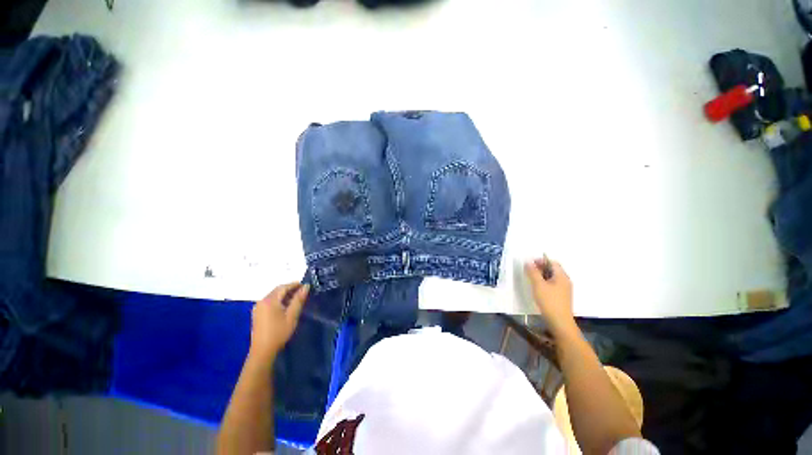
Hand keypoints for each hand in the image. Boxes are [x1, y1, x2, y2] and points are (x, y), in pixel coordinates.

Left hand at [249, 282, 309, 361]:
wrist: (262, 351)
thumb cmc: (279, 332)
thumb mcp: (292, 315)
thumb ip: (298, 299)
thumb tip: (306, 287)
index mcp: (269, 300)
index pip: (283, 287)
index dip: (295, 284)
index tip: (305, 285)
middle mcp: (262, 301)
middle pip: (278, 290)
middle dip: (290, 289)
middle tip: (303, 292)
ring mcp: (258, 307)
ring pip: (274, 296)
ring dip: (285, 295)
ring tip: (296, 299)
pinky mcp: (257, 314)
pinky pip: (270, 302)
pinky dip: (279, 301)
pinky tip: (286, 306)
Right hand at [524, 258, 575, 334]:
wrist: (559, 322)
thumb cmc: (549, 301)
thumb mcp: (538, 285)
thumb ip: (533, 272)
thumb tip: (528, 261)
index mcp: (562, 276)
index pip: (552, 262)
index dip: (541, 260)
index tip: (530, 263)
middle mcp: (565, 281)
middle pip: (553, 269)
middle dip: (541, 267)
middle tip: (529, 270)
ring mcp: (564, 289)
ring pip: (552, 277)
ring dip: (542, 275)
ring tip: (531, 278)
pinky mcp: (561, 296)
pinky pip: (553, 284)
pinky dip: (544, 282)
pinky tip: (537, 287)